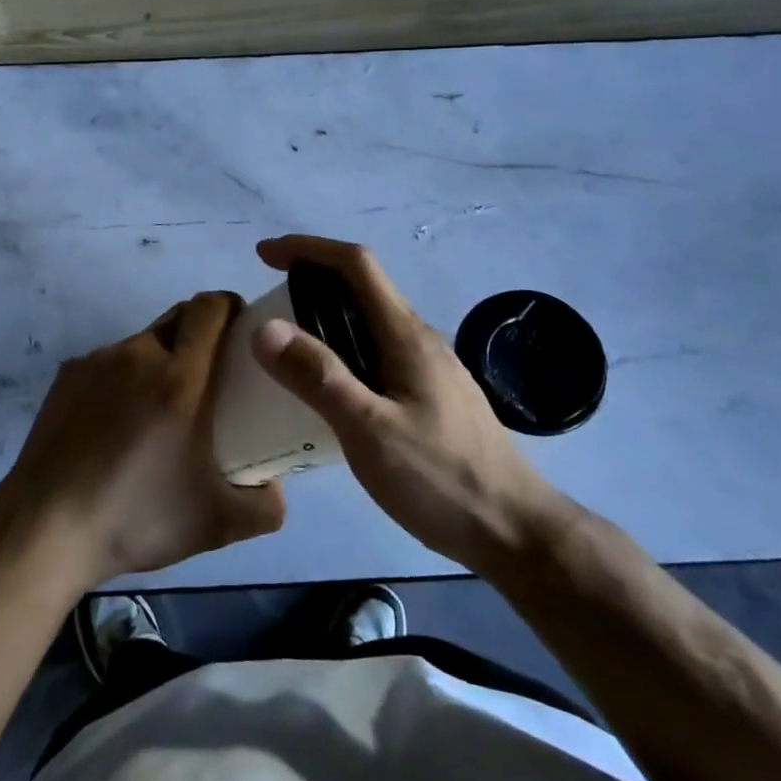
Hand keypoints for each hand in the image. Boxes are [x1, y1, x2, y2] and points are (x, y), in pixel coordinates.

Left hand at [0, 293, 285, 587]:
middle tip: (213, 372)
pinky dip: (124, 379)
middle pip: (179, 317)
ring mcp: (95, 362)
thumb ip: (264, 507)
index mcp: (179, 379)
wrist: (44, 528)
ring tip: (160, 410)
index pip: (211, 308)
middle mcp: (137, 355)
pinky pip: (108, 363)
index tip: (244, 330)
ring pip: (142, 342)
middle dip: (202, 331)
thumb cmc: (135, 518)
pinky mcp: (66, 377)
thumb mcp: (216, 524)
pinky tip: (116, 426)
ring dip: (161, 359)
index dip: (232, 307)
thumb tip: (275, 490)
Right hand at [250, 235, 565, 571]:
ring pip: (368, 321)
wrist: (515, 532)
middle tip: (266, 305)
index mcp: (406, 334)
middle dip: (310, 279)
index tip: (264, 255)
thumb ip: (319, 377)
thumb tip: (265, 328)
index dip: (308, 248)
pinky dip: (341, 347)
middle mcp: (418, 339)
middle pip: (361, 287)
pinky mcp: (429, 395)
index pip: (355, 264)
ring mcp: (428, 367)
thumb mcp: (369, 430)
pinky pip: (375, 351)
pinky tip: (327, 386)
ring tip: (286, 345)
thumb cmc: (441, 479)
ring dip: (325, 315)